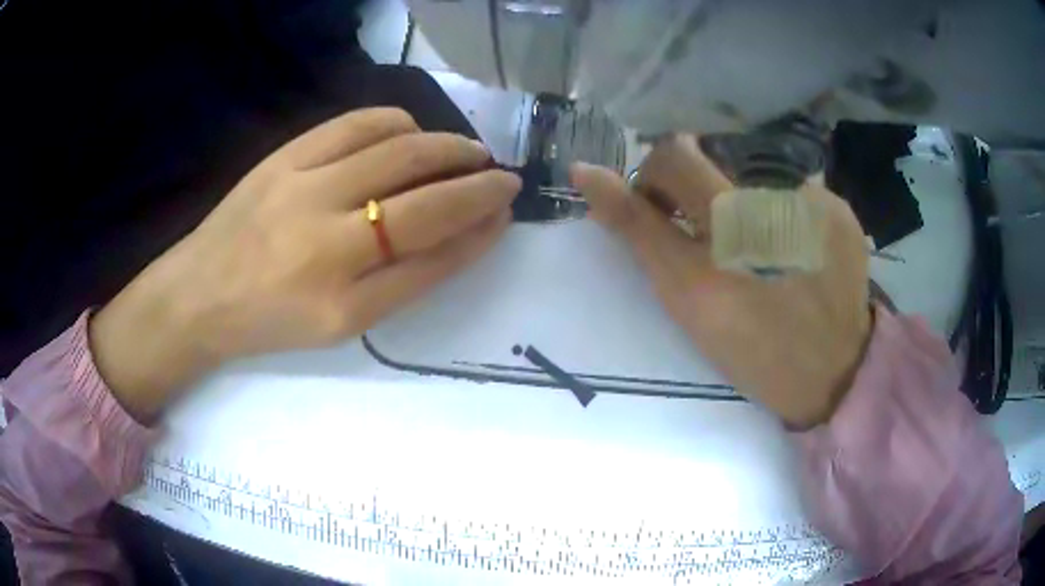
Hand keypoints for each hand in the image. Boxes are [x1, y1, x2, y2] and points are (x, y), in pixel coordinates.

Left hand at [91, 108, 519, 420]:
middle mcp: (326, 244)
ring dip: (446, 147)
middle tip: (501, 177)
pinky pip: (355, 124)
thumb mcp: (341, 325)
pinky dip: (397, 122)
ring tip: (465, 152)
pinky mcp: (284, 157)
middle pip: (424, 201)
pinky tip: (410, 132)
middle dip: (478, 184)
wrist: (201, 293)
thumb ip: (404, 282)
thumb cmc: (272, 320)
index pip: (434, 257)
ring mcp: (302, 190)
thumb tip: (461, 232)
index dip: (479, 229)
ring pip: (397, 152)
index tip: (506, 211)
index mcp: (342, 304)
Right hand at [572, 135, 871, 427]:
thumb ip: (637, 230)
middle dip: (694, 187)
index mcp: (726, 234)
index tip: (661, 212)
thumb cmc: (754, 350)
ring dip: (739, 199)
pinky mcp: (839, 208)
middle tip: (709, 235)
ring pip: (747, 168)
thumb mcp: (687, 302)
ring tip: (759, 249)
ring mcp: (812, 202)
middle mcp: (772, 206)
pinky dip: (779, 210)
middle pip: (710, 153)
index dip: (655, 178)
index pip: (672, 157)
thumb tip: (586, 172)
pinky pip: (789, 185)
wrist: (834, 373)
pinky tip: (792, 248)